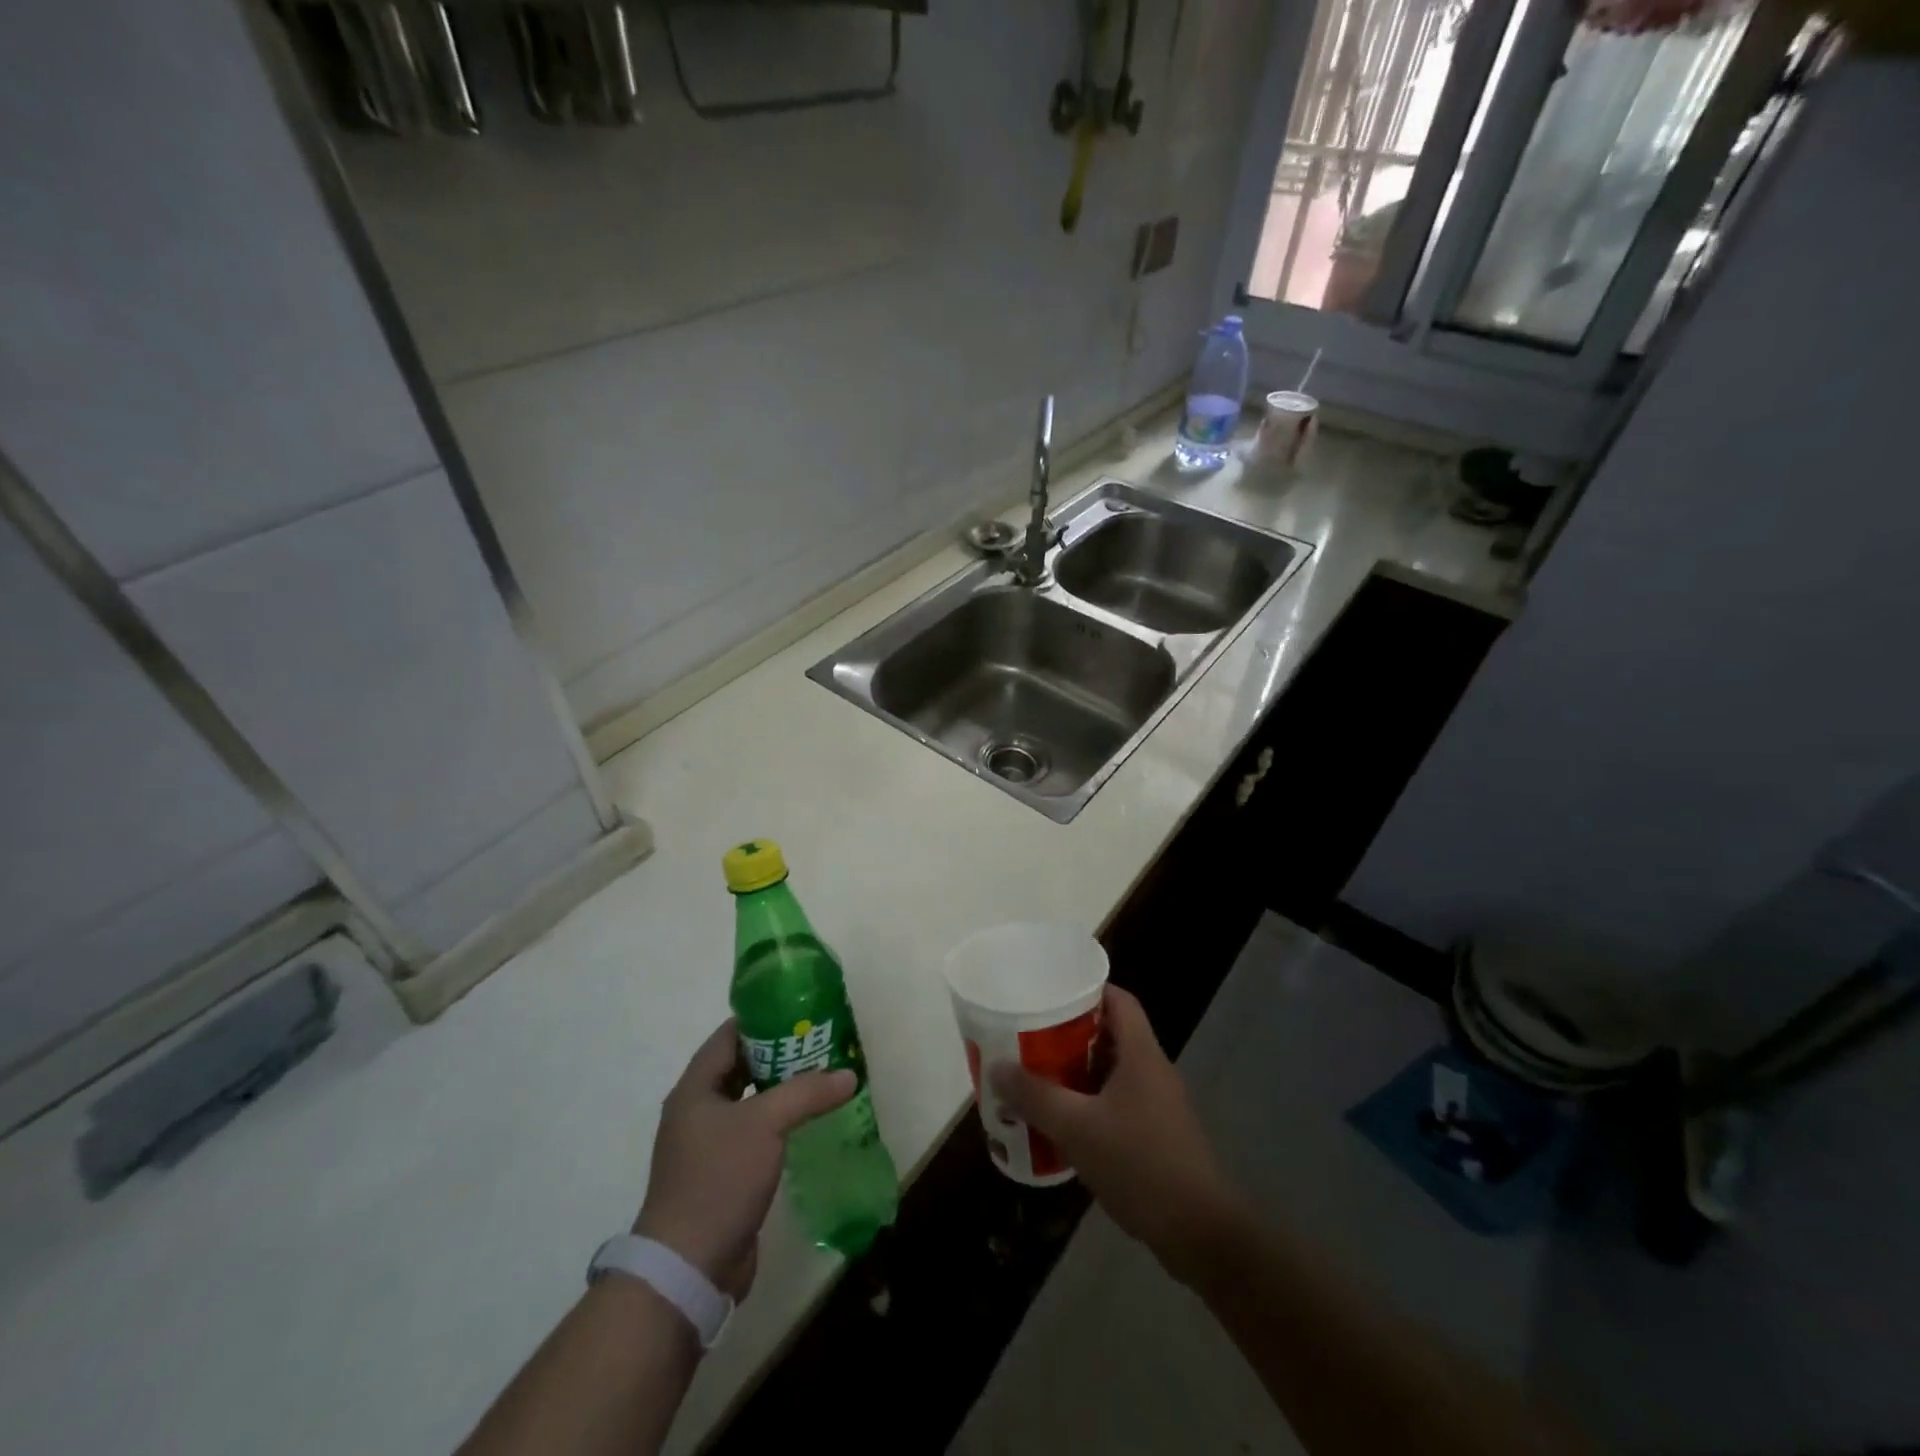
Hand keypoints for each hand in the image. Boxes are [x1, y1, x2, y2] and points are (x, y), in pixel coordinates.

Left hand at [634, 1019, 854, 1298]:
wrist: (688, 1267)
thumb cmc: (719, 1179)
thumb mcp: (766, 1124)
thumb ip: (807, 1093)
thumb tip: (848, 1075)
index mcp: (695, 1089)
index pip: (728, 1037)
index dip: (761, 1019)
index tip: (799, 1010)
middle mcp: (697, 1112)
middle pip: (740, 1068)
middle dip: (778, 1054)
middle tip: (818, 1042)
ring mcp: (708, 1146)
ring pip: (750, 1102)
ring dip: (781, 1090)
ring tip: (821, 1077)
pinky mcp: (723, 1176)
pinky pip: (754, 1135)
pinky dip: (779, 1123)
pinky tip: (808, 1123)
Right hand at [990, 986, 1243, 1279]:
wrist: (1199, 1233)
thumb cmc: (1139, 1164)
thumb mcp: (1077, 1128)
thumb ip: (1035, 1096)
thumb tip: (996, 1067)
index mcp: (1141, 1053)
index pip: (1118, 999)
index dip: (1087, 989)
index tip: (1051, 993)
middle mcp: (1154, 1070)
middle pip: (1112, 1033)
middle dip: (1072, 1033)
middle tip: (1033, 1037)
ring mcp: (1160, 1104)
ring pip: (1114, 1071)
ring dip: (1079, 1071)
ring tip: (1039, 1076)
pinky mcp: (1159, 1135)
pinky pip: (1120, 1102)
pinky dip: (1092, 1102)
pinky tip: (1065, 1123)